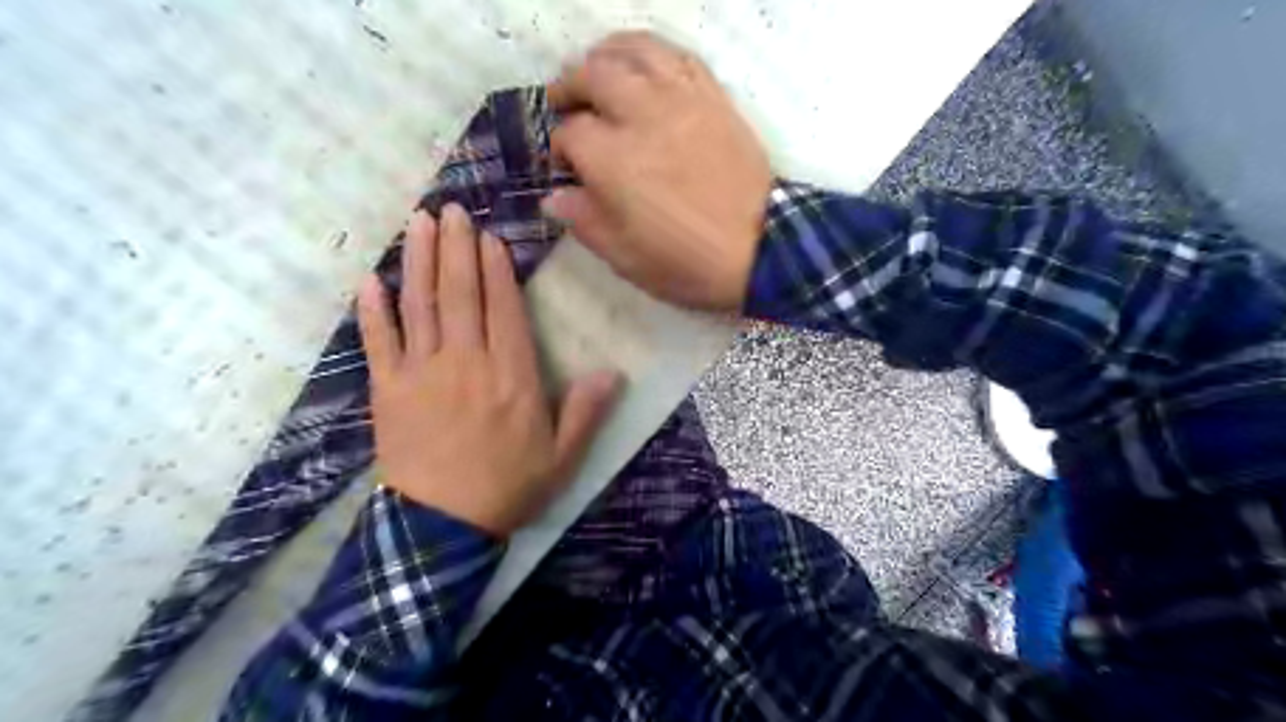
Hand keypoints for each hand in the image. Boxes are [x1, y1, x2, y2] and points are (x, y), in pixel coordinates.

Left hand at [359, 203, 619, 535]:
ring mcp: (421, 372)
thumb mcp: (562, 457)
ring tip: (418, 223)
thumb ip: (586, 412)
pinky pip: (378, 342)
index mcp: (510, 375)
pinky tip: (369, 280)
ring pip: (419, 305)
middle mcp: (465, 362)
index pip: (502, 308)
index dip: (494, 269)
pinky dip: (373, 310)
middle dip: (455, 248)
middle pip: (459, 294)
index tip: (488, 236)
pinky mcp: (387, 390)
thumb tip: (613, 372)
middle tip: (451, 209)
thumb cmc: (508, 488)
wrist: (441, 527)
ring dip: (418, 261)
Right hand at [545, 30, 773, 311]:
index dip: (560, 147)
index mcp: (613, 161)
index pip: (571, 134)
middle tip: (563, 101)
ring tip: (596, 67)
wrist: (760, 250)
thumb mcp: (626, 258)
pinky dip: (654, 52)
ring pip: (635, 52)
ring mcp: (681, 101)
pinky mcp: (713, 98)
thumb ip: (585, 222)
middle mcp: (642, 117)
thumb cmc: (687, 262)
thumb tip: (553, 197)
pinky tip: (644, 65)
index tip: (565, 164)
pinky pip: (680, 56)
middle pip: (593, 76)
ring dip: (606, 55)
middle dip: (570, 86)